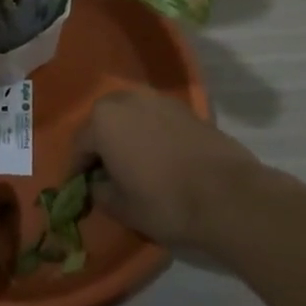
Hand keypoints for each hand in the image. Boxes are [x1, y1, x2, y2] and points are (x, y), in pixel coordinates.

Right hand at [66, 90, 263, 252]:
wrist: (228, 196)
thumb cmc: (164, 201)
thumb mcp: (122, 207)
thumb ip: (100, 192)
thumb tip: (97, 184)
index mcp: (102, 119)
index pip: (79, 145)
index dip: (77, 170)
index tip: (78, 189)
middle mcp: (126, 99)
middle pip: (103, 123)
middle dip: (101, 146)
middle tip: (105, 174)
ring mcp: (158, 100)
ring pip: (130, 117)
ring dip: (125, 136)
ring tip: (132, 164)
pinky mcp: (185, 108)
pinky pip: (154, 119)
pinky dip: (149, 134)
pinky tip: (158, 158)